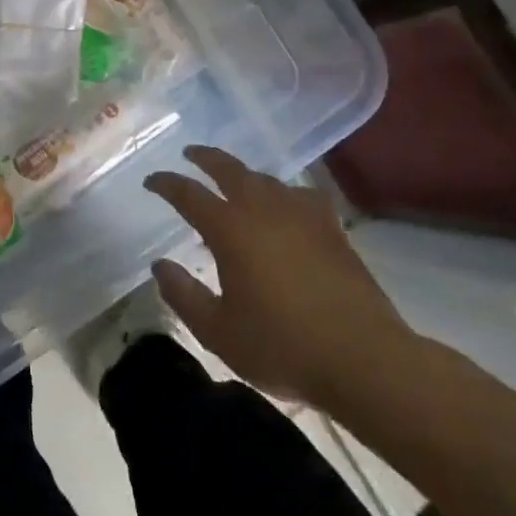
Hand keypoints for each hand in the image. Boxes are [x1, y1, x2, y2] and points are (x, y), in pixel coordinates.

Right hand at [146, 145, 418, 405]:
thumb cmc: (282, 346)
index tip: (151, 181)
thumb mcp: (218, 331)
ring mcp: (302, 217)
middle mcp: (263, 211)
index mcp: (229, 229)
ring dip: (244, 174)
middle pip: (229, 169)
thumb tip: (161, 266)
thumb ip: (183, 295)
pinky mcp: (333, 231)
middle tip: (190, 155)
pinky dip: (287, 193)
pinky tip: (288, 206)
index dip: (166, 184)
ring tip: (235, 181)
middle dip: (205, 158)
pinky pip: (303, 196)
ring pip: (266, 179)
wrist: (365, 360)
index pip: (188, 194)